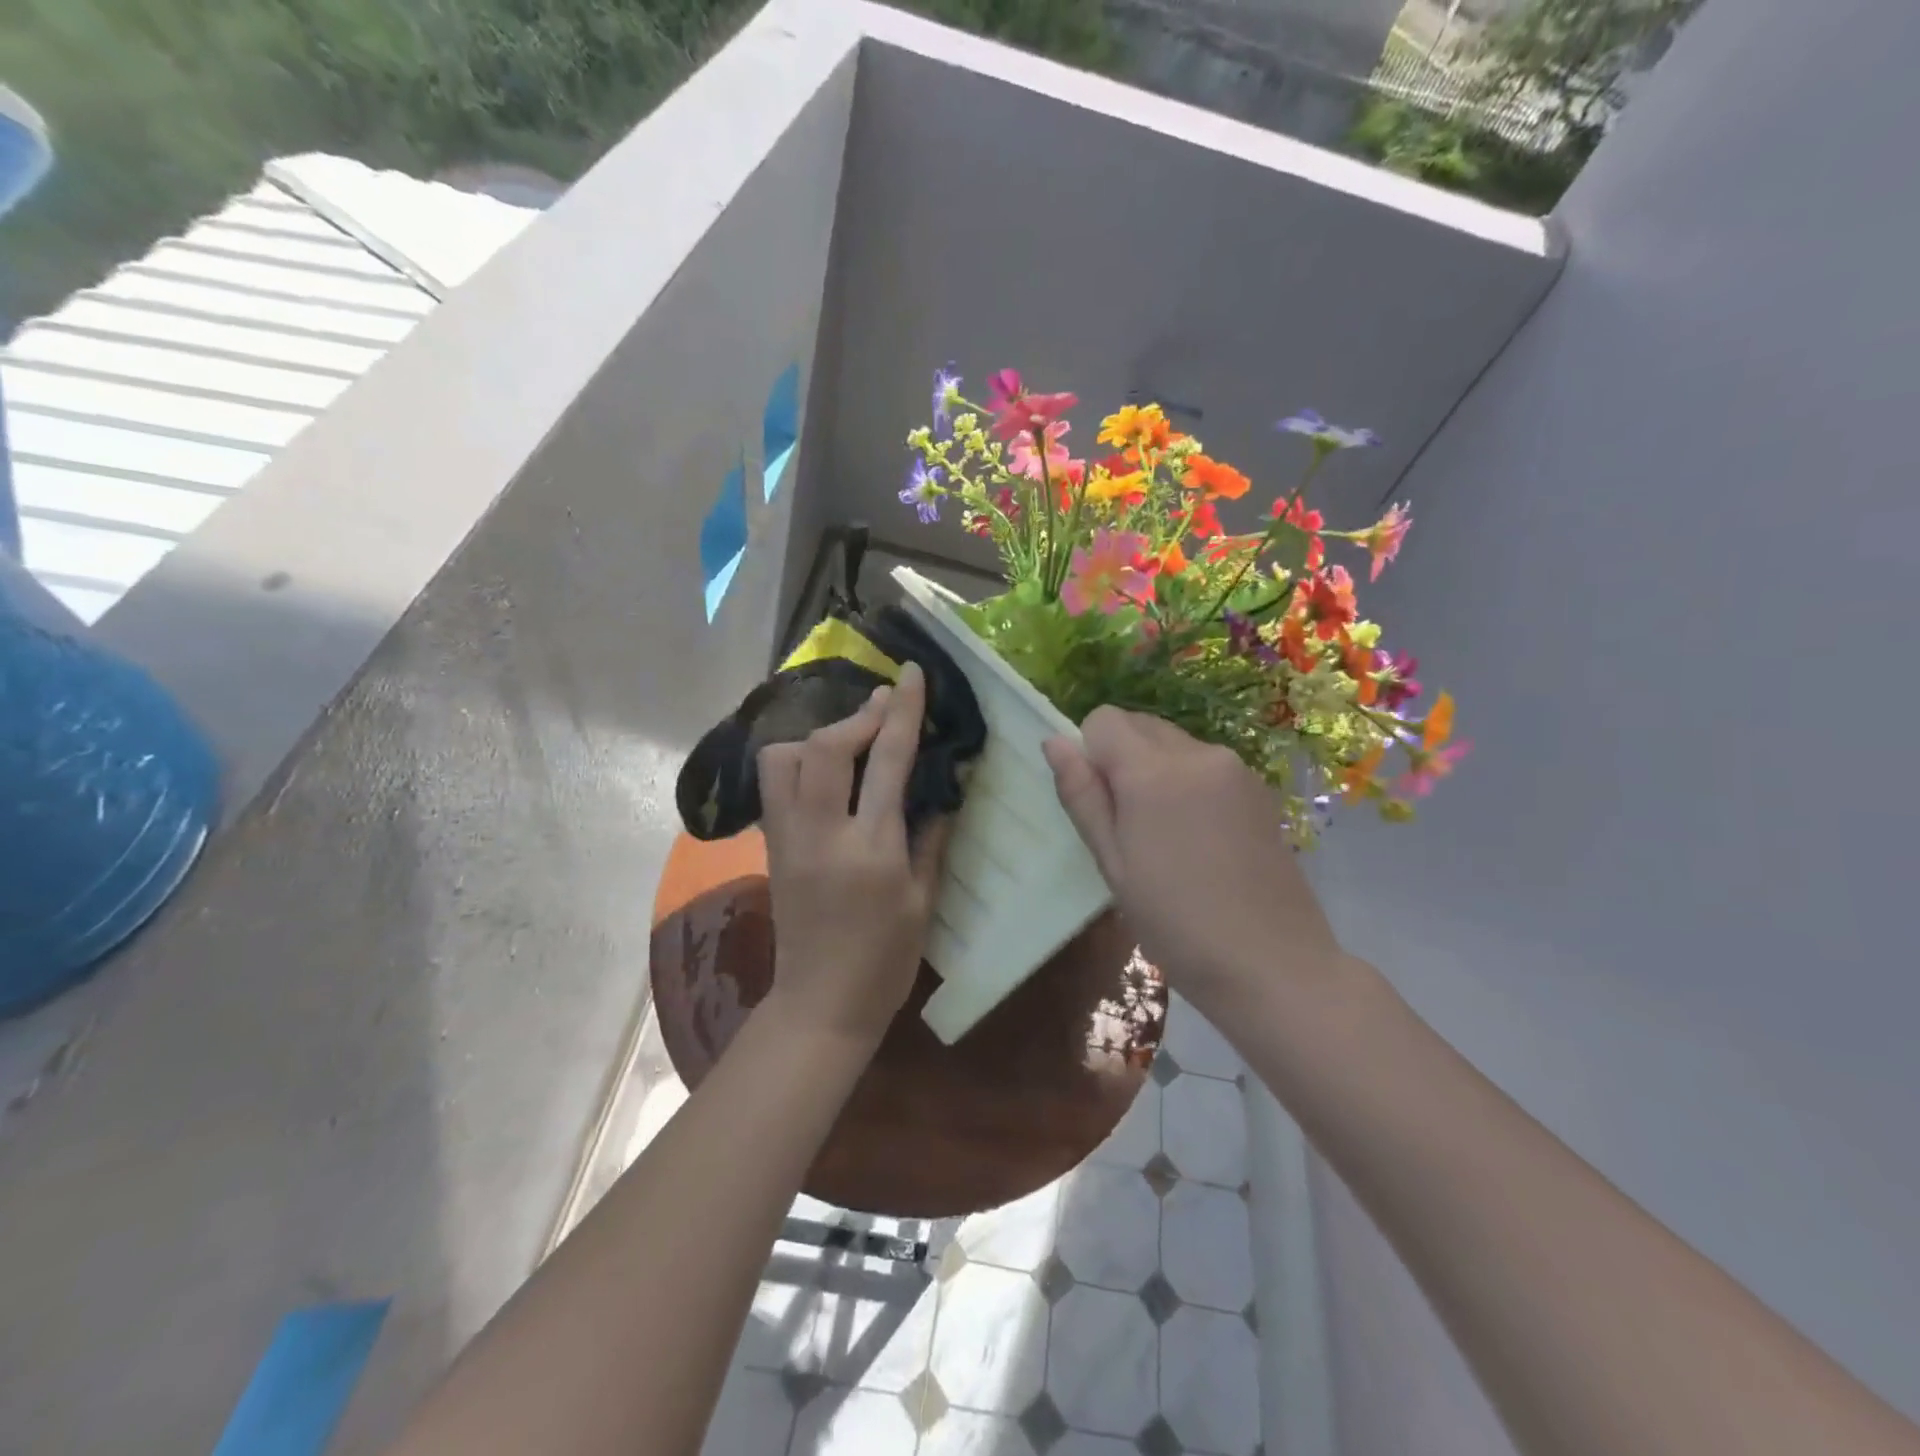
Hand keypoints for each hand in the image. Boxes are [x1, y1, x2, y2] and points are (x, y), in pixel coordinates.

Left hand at [757, 662, 950, 1047]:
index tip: (909, 675)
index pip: (886, 762)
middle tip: (884, 705)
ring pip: (782, 759)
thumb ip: (930, 837)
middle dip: (857, 716)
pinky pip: (775, 785)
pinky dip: (797, 762)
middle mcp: (822, 835)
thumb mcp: (923, 901)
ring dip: (817, 737)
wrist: (820, 1004)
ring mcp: (788, 839)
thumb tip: (940, 787)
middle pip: (823, 748)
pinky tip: (824, 771)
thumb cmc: (885, 961)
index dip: (902, 712)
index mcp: (871, 850)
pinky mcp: (772, 847)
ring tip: (848, 740)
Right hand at [1042, 707, 1341, 1003]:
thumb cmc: (1175, 922)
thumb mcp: (1113, 863)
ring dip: (1156, 770)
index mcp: (1154, 772)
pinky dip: (1189, 782)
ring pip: (1173, 743)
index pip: (1103, 720)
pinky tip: (1200, 839)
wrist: (1272, 964)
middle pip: (1140, 725)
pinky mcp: (1259, 788)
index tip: (1102, 805)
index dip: (1091, 754)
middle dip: (1122, 758)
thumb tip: (1054, 741)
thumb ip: (1082, 796)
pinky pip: (1206, 764)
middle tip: (1130, 825)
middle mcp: (1198, 754)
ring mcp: (1235, 768)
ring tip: (1167, 837)